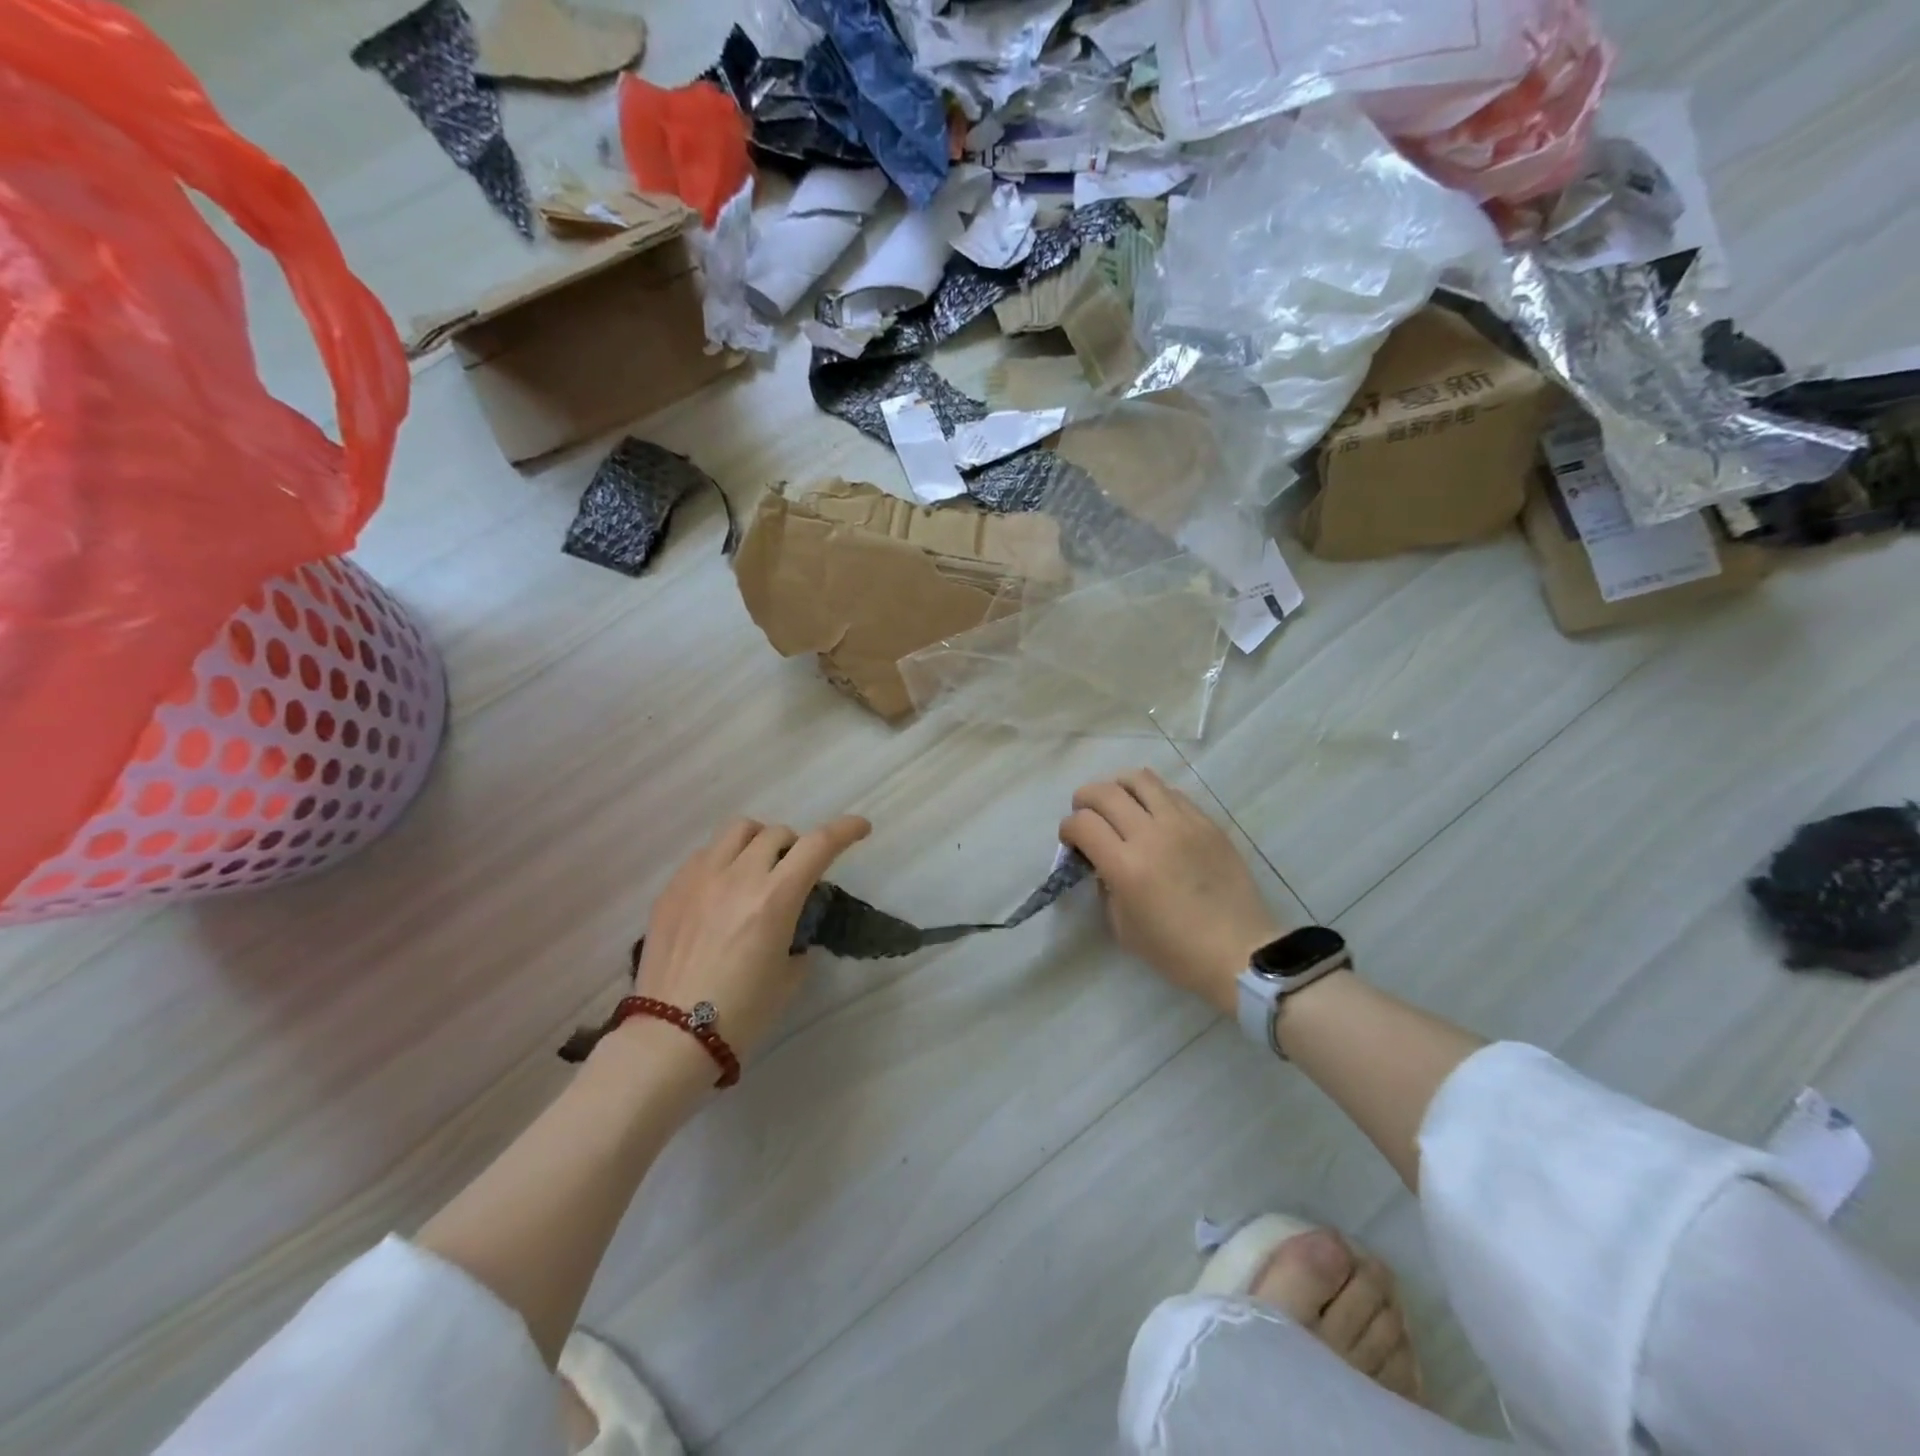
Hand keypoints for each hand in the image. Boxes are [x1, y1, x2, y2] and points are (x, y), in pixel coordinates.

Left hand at [630, 814, 870, 1061]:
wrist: (670, 1038)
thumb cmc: (741, 1014)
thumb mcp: (788, 976)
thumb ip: (798, 938)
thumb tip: (792, 926)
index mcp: (774, 899)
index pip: (818, 845)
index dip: (845, 830)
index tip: (861, 828)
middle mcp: (738, 877)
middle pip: (778, 832)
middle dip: (796, 846)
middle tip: (797, 870)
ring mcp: (700, 878)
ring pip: (738, 830)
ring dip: (759, 841)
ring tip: (758, 867)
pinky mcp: (672, 889)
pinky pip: (706, 854)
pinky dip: (725, 860)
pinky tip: (722, 890)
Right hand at [1060, 769, 1285, 1013]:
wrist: (1239, 951)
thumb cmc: (1176, 951)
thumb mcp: (1123, 926)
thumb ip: (1105, 886)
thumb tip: (1101, 861)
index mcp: (1125, 866)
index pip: (1082, 823)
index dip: (1068, 828)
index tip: (1071, 841)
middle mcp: (1151, 834)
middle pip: (1105, 792)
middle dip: (1084, 799)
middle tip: (1086, 815)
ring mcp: (1182, 823)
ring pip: (1139, 779)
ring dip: (1118, 787)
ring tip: (1117, 804)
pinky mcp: (1207, 822)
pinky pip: (1171, 793)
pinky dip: (1151, 796)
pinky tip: (1152, 815)